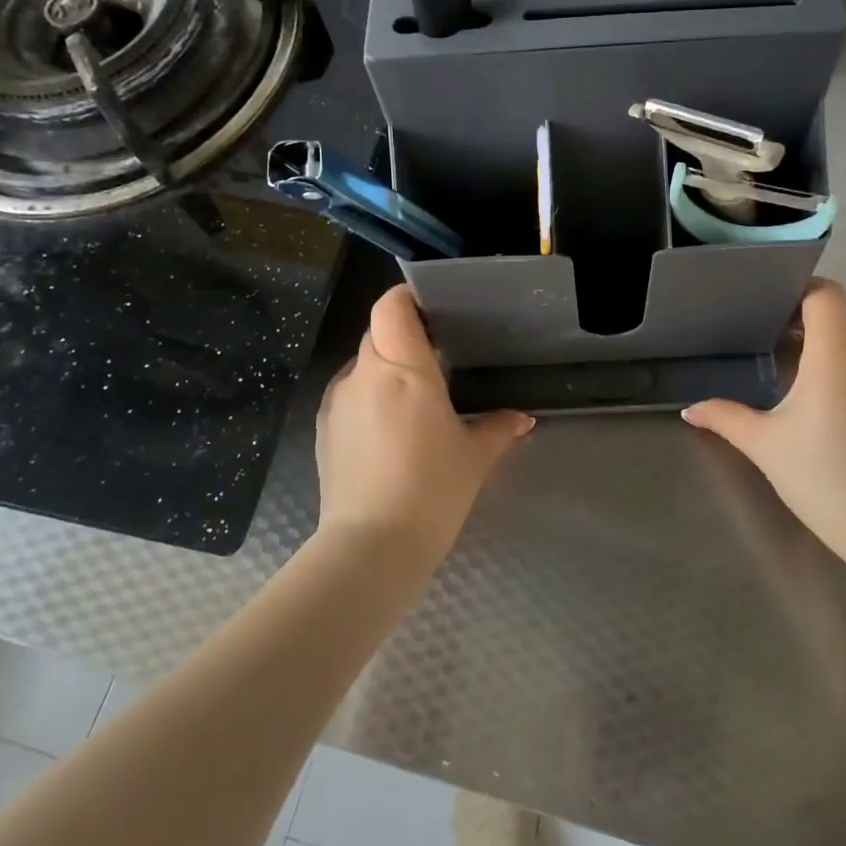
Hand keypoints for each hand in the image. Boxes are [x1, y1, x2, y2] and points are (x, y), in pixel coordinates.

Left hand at [315, 285, 533, 568]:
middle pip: (380, 332)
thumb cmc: (432, 490)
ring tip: (414, 401)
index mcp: (403, 368)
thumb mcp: (475, 457)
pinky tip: (389, 432)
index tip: (433, 309)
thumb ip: (499, 428)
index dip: (408, 298)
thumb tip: (522, 419)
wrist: (371, 547)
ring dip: (386, 370)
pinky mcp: (323, 428)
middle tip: (438, 359)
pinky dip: (370, 398)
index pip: (392, 306)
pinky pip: (350, 394)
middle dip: (406, 337)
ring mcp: (337, 400)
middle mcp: (364, 373)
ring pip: (363, 364)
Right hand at [683, 279, 845, 560]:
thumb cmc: (819, 474)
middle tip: (769, 337)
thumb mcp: (763, 443)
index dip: (802, 290)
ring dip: (825, 345)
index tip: (773, 306)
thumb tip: (689, 410)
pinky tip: (822, 400)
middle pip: (838, 316)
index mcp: (834, 355)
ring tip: (792, 369)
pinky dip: (844, 367)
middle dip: (805, 320)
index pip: (827, 295)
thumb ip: (724, 417)